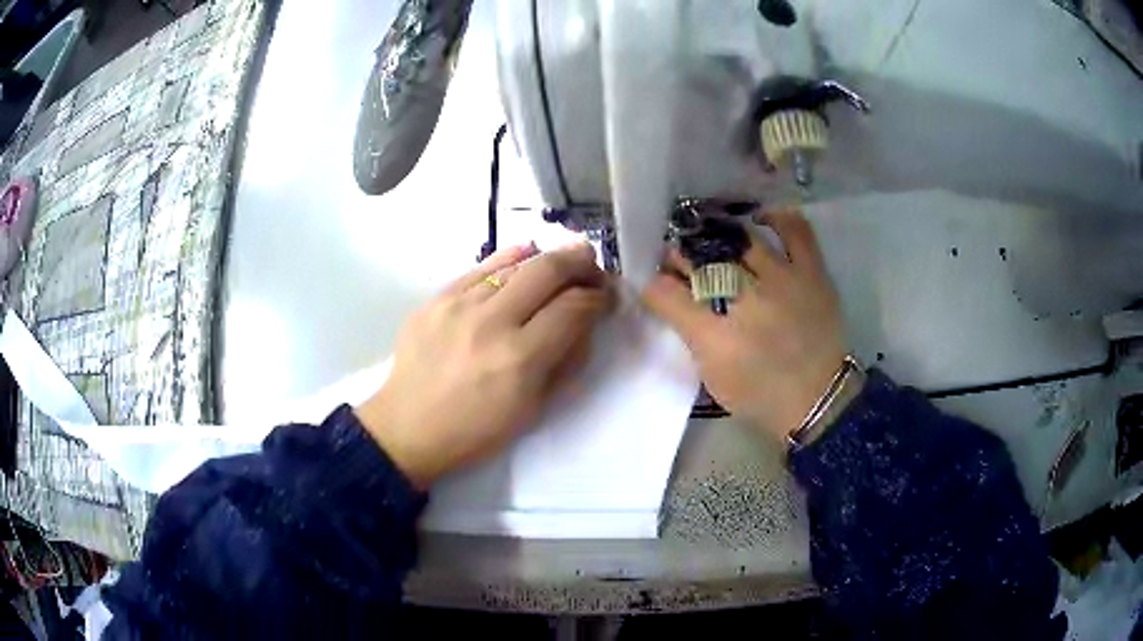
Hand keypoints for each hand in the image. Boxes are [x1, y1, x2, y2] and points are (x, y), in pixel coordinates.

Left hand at [356, 242, 612, 488]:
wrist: (407, 428)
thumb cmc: (474, 432)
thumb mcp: (533, 409)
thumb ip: (564, 361)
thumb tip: (584, 322)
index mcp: (519, 359)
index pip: (573, 308)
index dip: (598, 297)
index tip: (607, 298)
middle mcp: (490, 322)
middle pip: (548, 270)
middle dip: (580, 263)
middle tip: (593, 268)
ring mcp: (458, 304)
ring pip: (515, 263)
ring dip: (548, 259)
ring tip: (564, 262)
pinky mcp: (435, 298)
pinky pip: (481, 266)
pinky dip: (510, 259)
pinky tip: (525, 256)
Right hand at [642, 211, 847, 441]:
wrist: (818, 401)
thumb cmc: (760, 393)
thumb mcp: (713, 373)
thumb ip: (687, 331)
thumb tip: (664, 294)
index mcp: (715, 336)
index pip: (668, 294)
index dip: (653, 281)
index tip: (652, 277)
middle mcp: (747, 300)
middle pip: (702, 261)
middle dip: (681, 254)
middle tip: (676, 257)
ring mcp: (783, 280)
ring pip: (740, 239)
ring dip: (717, 234)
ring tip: (710, 236)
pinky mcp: (811, 273)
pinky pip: (796, 231)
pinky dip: (777, 218)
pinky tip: (760, 218)